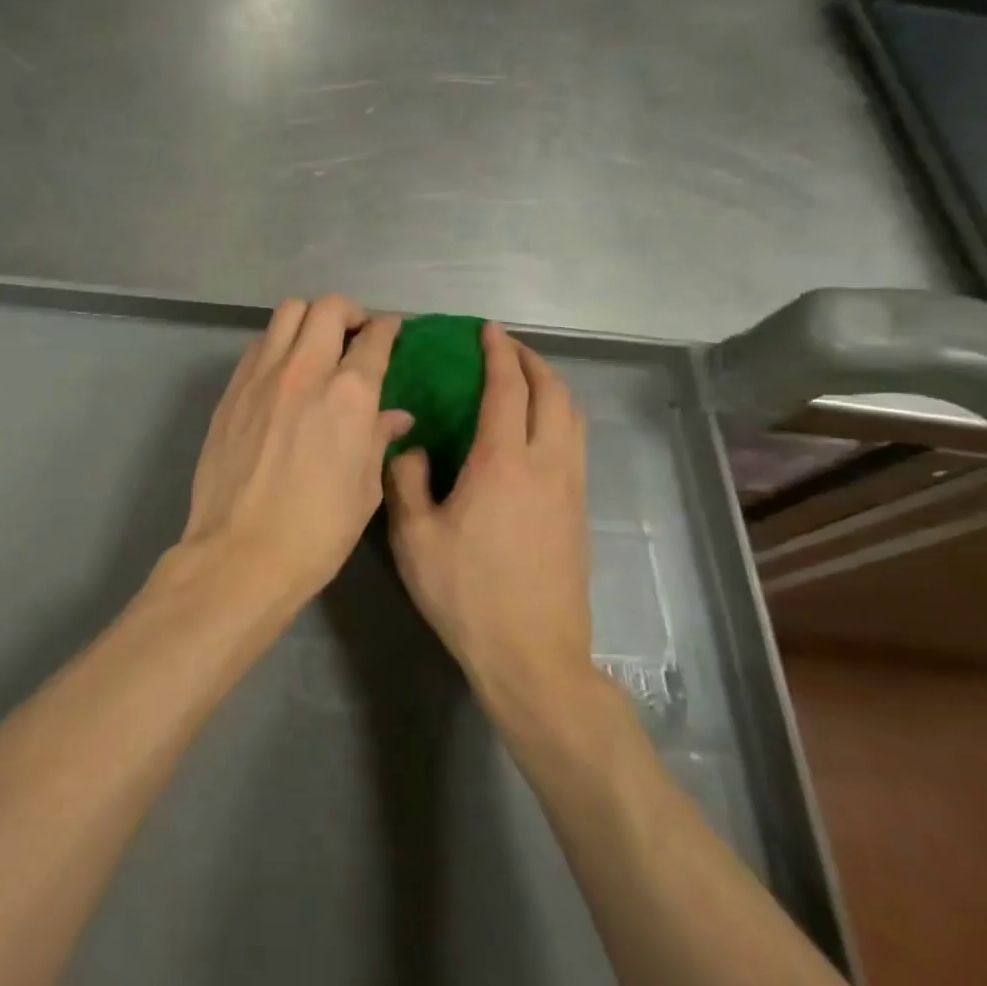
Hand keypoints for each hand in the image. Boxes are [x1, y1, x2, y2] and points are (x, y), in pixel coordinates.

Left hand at [182, 296, 413, 603]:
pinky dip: (277, 343)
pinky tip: (283, 371)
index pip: (374, 338)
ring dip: (308, 319)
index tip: (392, 331)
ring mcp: (260, 377)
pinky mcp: (231, 391)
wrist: (241, 553)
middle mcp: (304, 371)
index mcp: (349, 394)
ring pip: (286, 313)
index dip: (388, 329)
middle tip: (355, 335)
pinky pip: (258, 345)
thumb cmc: (317, 531)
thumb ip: (378, 439)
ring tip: (316, 346)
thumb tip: (394, 415)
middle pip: (326, 307)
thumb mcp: (364, 489)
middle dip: (348, 312)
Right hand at [385, 322, 591, 698]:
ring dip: (551, 387)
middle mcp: (546, 465)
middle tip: (505, 348)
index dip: (498, 354)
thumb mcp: (414, 537)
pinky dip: (559, 416)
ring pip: (573, 417)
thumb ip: (407, 481)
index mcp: (503, 463)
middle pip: (553, 394)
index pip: (508, 390)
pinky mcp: (579, 511)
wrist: (532, 654)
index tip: (487, 330)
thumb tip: (412, 446)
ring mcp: (570, 488)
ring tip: (524, 380)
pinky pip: (575, 443)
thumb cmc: (466, 593)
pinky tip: (535, 430)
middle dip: (532, 362)